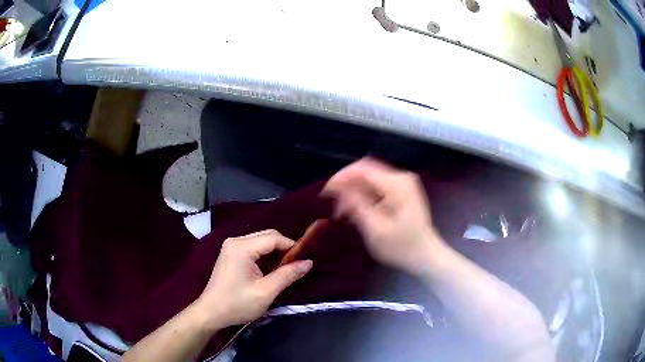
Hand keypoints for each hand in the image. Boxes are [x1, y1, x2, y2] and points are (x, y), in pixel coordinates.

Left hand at [194, 230, 312, 328]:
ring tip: (284, 270)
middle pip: (267, 236)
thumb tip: (308, 262)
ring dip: (274, 253)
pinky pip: (253, 248)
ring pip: (261, 241)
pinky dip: (265, 256)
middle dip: (283, 249)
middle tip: (295, 266)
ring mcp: (231, 246)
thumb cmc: (237, 304)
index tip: (304, 261)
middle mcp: (235, 241)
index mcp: (242, 247)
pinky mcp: (230, 254)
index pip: (274, 237)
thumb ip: (287, 275)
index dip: (291, 246)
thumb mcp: (266, 292)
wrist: (211, 312)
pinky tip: (269, 270)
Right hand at [323, 158, 444, 275]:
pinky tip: (355, 209)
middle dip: (346, 183)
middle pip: (366, 169)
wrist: (426, 256)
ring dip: (353, 190)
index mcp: (396, 184)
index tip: (325, 192)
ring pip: (370, 177)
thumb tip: (338, 188)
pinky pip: (377, 185)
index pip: (362, 169)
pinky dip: (363, 194)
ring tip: (342, 210)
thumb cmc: (401, 248)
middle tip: (332, 201)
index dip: (341, 177)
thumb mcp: (375, 229)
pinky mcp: (402, 191)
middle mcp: (401, 178)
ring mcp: (403, 183)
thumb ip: (356, 205)